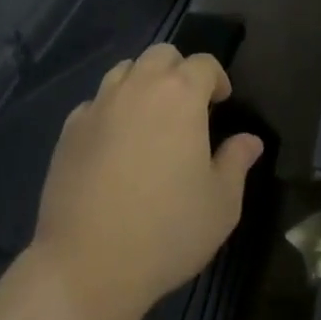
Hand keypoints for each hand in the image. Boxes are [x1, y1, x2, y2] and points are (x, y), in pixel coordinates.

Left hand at [29, 45, 263, 319]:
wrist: (88, 265)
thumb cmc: (166, 231)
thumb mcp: (221, 204)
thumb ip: (237, 162)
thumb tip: (250, 140)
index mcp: (180, 95)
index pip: (203, 63)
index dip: (216, 78)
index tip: (221, 102)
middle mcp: (138, 87)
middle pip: (161, 54)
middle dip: (179, 70)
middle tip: (187, 106)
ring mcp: (99, 104)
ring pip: (125, 70)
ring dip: (142, 82)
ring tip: (149, 118)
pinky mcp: (71, 128)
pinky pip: (96, 102)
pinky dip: (110, 110)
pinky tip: (114, 143)